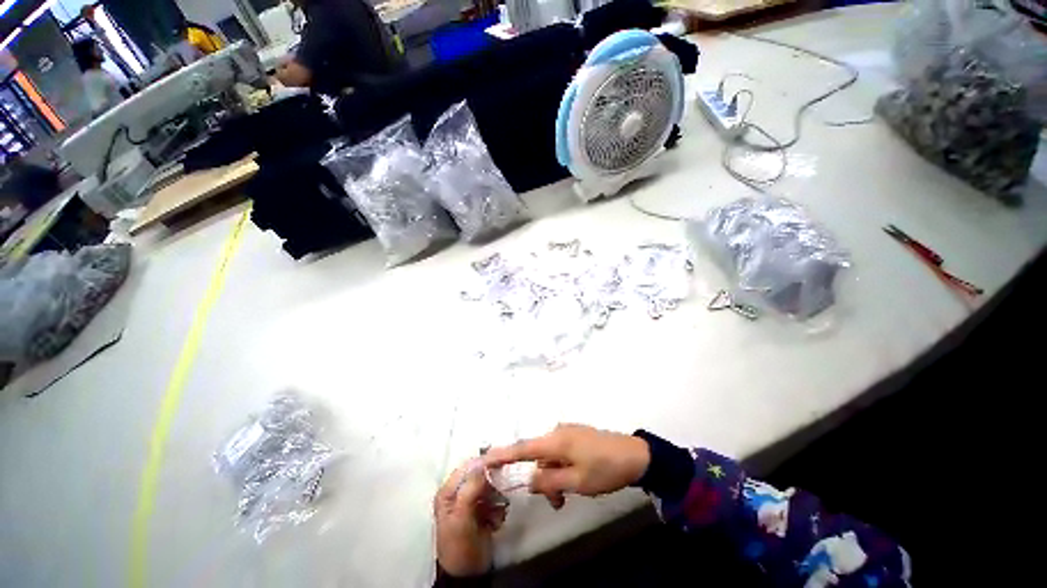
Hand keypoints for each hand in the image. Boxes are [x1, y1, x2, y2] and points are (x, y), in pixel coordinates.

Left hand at [434, 460, 507, 577]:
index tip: (500, 464)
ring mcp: (471, 502)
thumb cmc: (459, 546)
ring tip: (496, 515)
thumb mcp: (461, 517)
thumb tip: (481, 462)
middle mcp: (459, 493)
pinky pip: (496, 501)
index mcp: (448, 491)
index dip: (484, 463)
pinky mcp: (482, 511)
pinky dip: (499, 509)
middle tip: (499, 497)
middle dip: (492, 485)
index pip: (468, 466)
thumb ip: (470, 488)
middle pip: (481, 475)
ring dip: (497, 499)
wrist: (468, 576)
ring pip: (491, 488)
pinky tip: (496, 522)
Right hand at [483, 424, 649, 508]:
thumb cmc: (604, 469)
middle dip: (541, 478)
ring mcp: (568, 432)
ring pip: (550, 457)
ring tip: (568, 496)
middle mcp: (558, 432)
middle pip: (537, 456)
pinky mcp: (577, 436)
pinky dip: (561, 468)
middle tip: (557, 501)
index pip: (523, 447)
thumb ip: (549, 482)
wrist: (634, 455)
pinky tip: (574, 480)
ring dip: (553, 477)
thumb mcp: (576, 482)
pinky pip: (560, 453)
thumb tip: (528, 479)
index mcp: (555, 440)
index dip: (503, 454)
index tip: (485, 458)